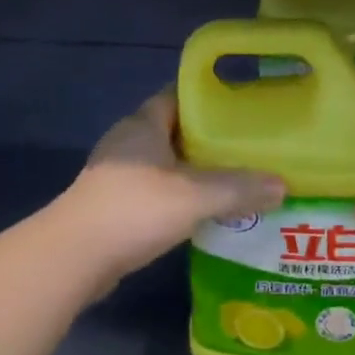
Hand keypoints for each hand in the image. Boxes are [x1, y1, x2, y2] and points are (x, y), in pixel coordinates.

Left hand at [51, 89, 285, 290]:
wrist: (72, 258)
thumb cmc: (133, 210)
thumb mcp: (194, 197)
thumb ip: (238, 189)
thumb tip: (282, 185)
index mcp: (143, 124)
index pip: (177, 96)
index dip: (207, 99)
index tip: (240, 107)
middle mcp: (127, 142)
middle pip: (173, 130)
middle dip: (206, 138)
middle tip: (245, 147)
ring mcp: (116, 174)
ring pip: (163, 163)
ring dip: (191, 170)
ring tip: (231, 181)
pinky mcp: (112, 205)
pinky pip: (153, 190)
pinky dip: (176, 196)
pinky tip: (201, 213)